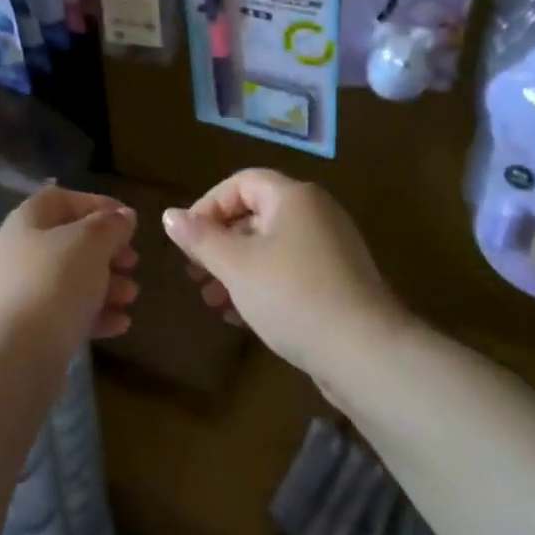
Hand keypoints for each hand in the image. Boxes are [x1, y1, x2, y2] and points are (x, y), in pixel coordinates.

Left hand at [0, 186, 139, 362]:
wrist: (12, 358)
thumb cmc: (53, 284)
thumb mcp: (90, 243)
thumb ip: (110, 225)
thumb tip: (123, 216)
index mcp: (28, 221)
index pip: (63, 199)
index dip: (97, 204)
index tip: (128, 220)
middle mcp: (20, 252)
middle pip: (70, 241)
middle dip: (107, 250)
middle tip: (133, 262)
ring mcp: (23, 293)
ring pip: (72, 279)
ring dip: (106, 284)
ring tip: (132, 296)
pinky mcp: (29, 330)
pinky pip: (67, 313)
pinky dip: (95, 314)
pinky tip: (120, 324)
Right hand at [162, 169, 406, 380]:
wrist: (365, 352)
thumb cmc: (292, 296)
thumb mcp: (236, 266)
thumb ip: (201, 238)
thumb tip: (170, 216)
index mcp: (293, 197)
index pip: (241, 182)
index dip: (208, 205)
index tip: (187, 239)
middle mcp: (315, 213)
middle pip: (255, 214)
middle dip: (219, 243)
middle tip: (194, 273)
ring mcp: (331, 248)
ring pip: (271, 246)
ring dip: (236, 269)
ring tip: (212, 300)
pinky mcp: (338, 281)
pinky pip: (289, 270)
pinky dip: (261, 284)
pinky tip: (241, 316)